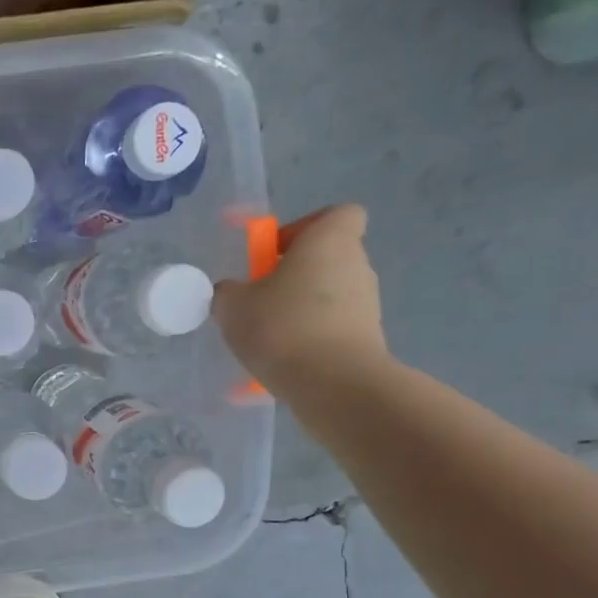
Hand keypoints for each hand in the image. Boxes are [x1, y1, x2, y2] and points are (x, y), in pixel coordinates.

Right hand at [214, 204, 387, 395]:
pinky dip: (311, 337)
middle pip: (328, 258)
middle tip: (261, 300)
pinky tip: (286, 360)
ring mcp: (367, 303)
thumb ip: (229, 292)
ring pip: (329, 295)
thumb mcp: (233, 306)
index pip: (336, 215)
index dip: (305, 228)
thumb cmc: (282, 326)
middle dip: (295, 275)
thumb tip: (233, 292)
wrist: (333, 382)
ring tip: (269, 337)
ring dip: (301, 308)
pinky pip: (333, 327)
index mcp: (329, 241)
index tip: (275, 254)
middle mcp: (357, 265)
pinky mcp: (368, 338)